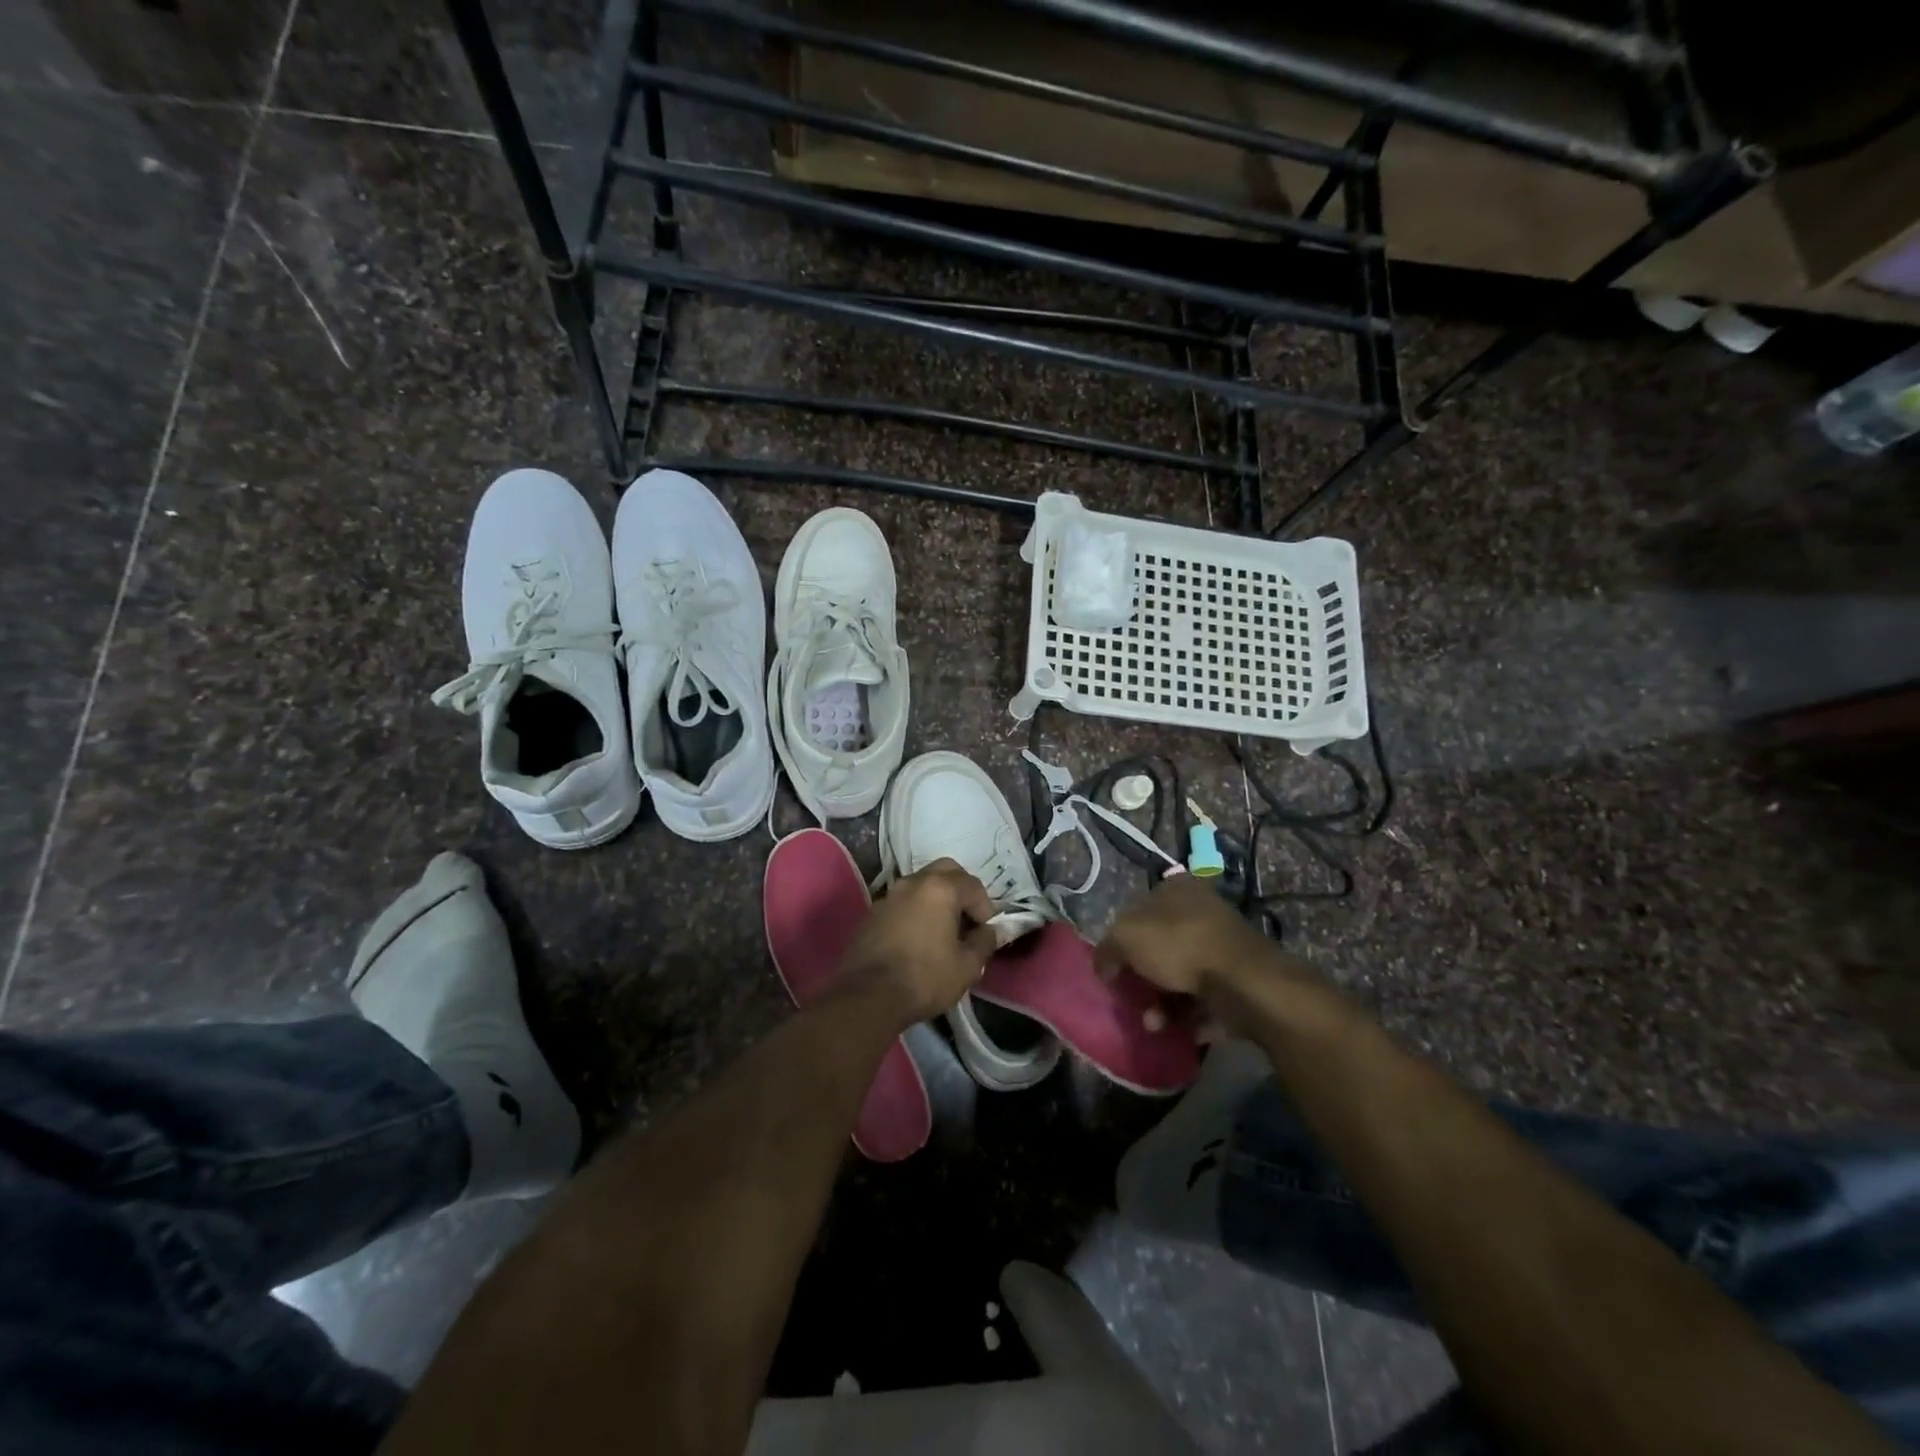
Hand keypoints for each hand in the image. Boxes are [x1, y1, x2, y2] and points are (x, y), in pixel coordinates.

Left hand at [840, 859, 998, 1025]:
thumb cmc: (924, 978)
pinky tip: (916, 938)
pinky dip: (915, 911)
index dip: (985, 907)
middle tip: (966, 919)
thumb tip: (990, 931)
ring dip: (936, 899)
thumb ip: (984, 942)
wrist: (867, 996)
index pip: (973, 885)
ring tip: (942, 930)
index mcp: (940, 889)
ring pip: (920, 884)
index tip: (985, 932)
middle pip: (945, 871)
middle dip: (961, 890)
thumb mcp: (967, 967)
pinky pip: (901, 902)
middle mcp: (913, 882)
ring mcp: (888, 895)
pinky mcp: (872, 913)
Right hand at [1096, 875, 1321, 1037]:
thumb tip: (1103, 966)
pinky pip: (1206, 1000)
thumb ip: (1107, 949)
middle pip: (1160, 946)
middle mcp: (1201, 911)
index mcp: (1176, 889)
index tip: (1113, 968)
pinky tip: (1179, 1030)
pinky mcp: (1239, 980)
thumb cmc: (1179, 946)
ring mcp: (1223, 946)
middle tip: (1133, 1000)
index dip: (1121, 939)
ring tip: (1155, 1024)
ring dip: (1164, 1004)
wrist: (1243, 982)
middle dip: (1144, 979)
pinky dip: (1190, 1017)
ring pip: (1182, 976)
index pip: (1139, 910)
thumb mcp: (1126, 938)